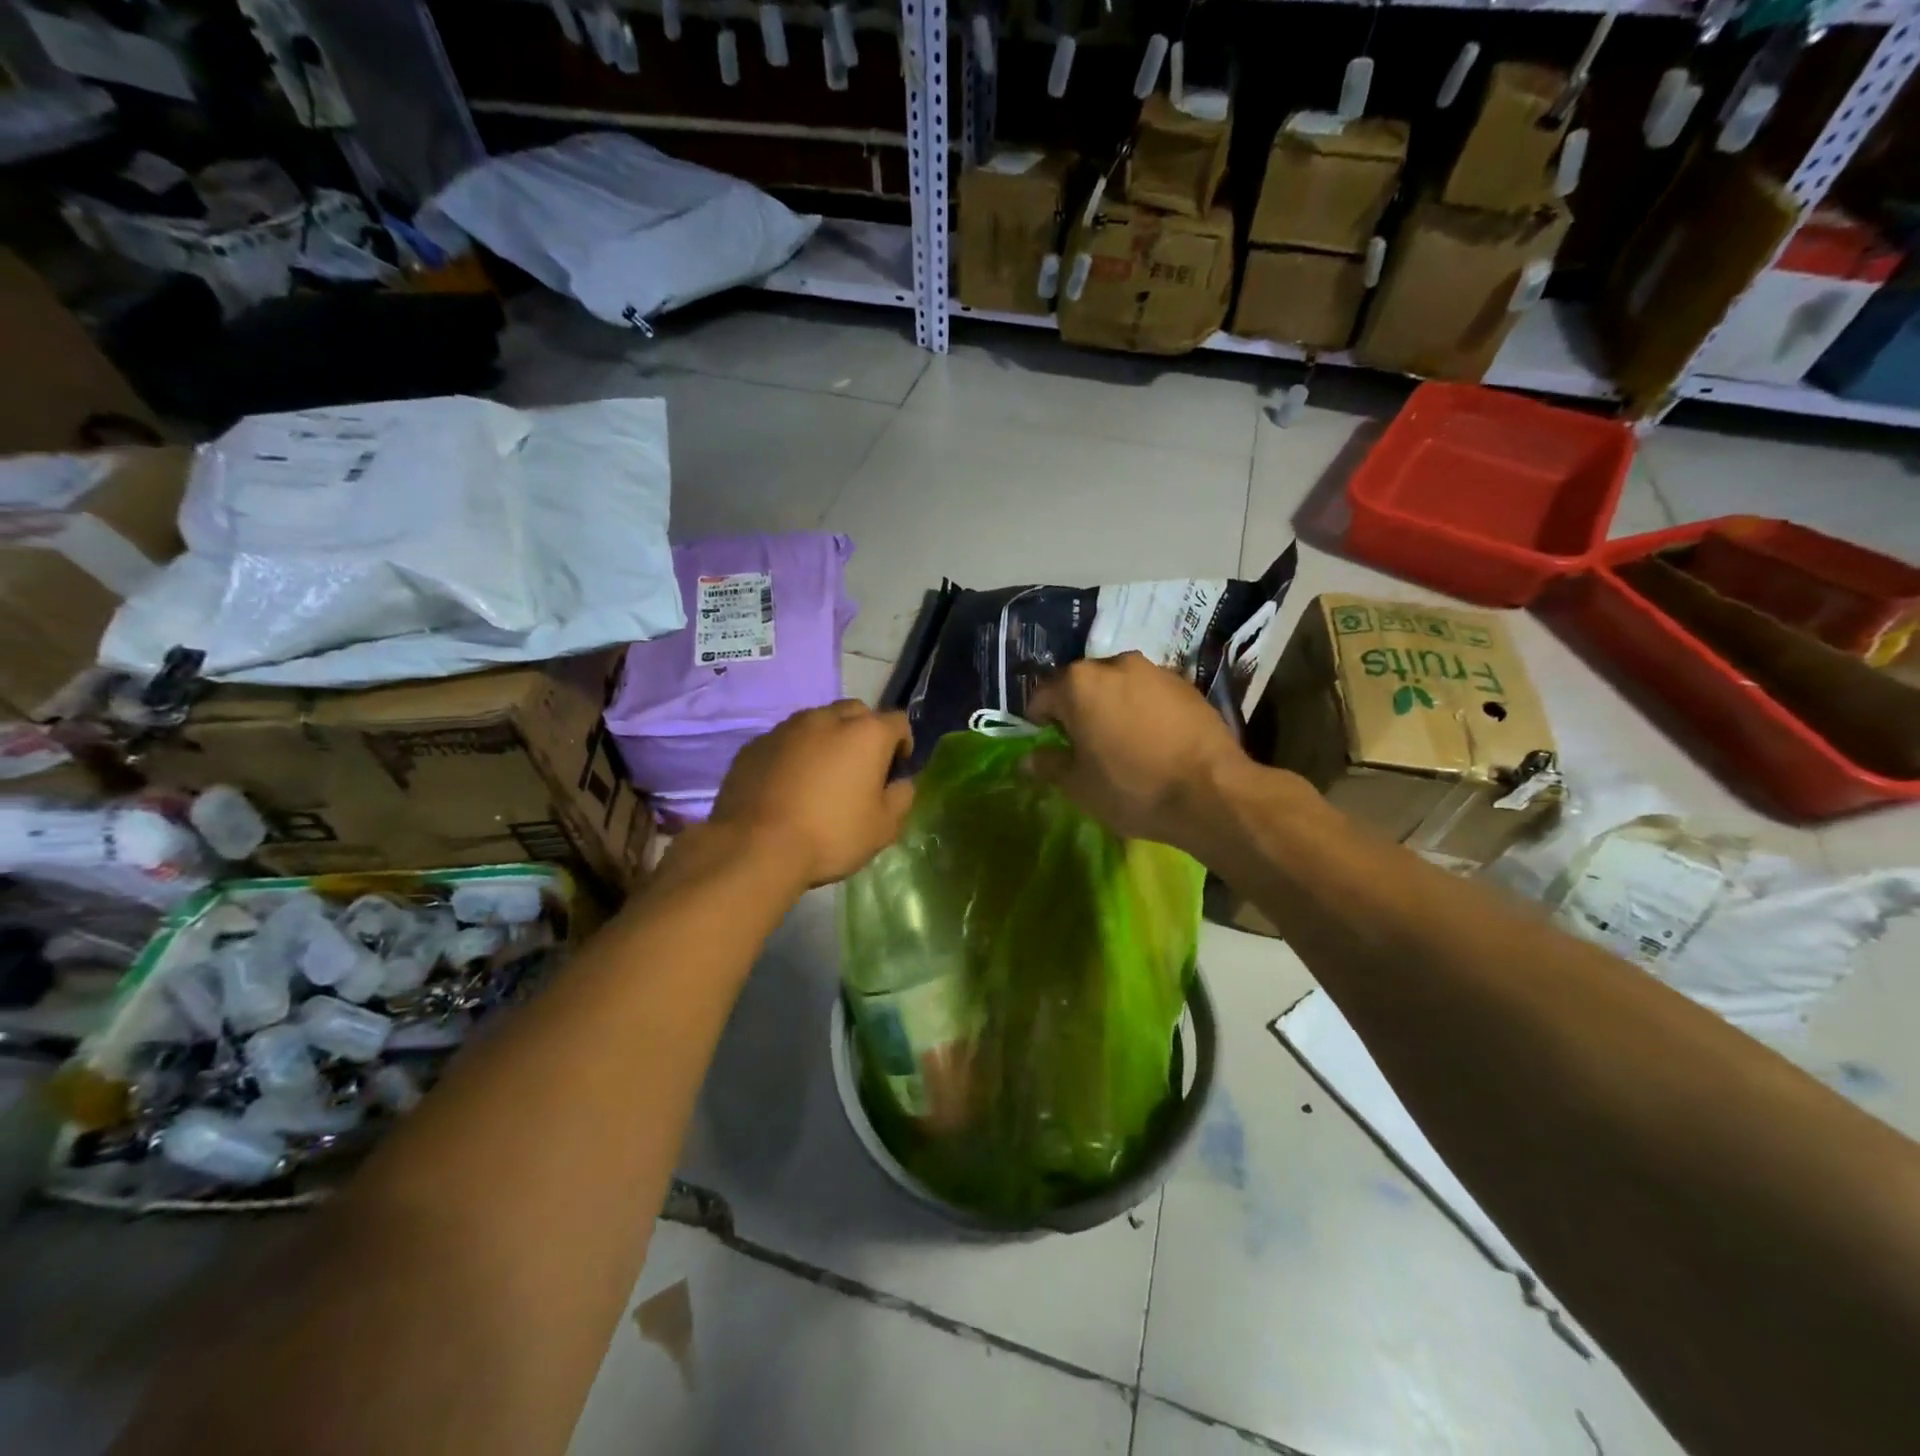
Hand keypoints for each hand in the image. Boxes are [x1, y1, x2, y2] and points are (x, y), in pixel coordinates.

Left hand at [711, 701, 914, 886]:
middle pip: (856, 713)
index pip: (898, 721)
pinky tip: (788, 786)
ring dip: (827, 740)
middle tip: (859, 769)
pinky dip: (795, 754)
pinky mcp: (755, 744)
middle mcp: (827, 718)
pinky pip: (785, 741)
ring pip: (817, 722)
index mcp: (866, 733)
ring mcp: (787, 728)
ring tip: (821, 776)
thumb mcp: (883, 828)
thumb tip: (900, 783)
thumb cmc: (830, 835)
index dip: (902, 744)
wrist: (755, 846)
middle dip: (864, 734)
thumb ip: (901, 797)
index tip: (895, 771)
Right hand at [1025, 652, 1252, 851]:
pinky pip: (1150, 694)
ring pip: (1119, 686)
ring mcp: (1155, 671)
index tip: (1047, 742)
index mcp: (1079, 683)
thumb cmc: (1132, 788)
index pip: (1043, 694)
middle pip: (1083, 684)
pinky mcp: (1186, 685)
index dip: (1039, 720)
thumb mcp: (1079, 786)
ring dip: (1112, 706)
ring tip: (1121, 741)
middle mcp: (1115, 664)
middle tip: (1083, 744)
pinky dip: (1143, 710)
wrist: (1211, 792)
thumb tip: (1029, 759)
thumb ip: (1049, 765)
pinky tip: (1153, 740)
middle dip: (1078, 709)